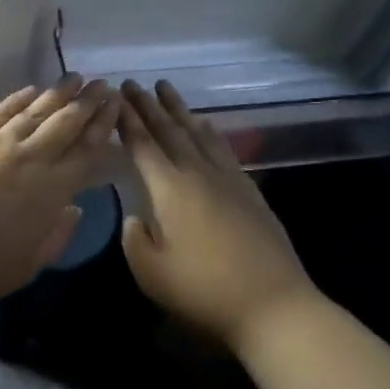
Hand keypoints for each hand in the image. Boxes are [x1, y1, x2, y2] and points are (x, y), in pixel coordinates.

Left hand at [0, 75, 119, 308]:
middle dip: (89, 101)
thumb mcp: (28, 265)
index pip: (87, 149)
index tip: (116, 105)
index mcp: (52, 190)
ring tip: (76, 78)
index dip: (104, 125)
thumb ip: (57, 235)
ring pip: (37, 110)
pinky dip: (19, 98)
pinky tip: (32, 90)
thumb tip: (74, 208)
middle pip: (67, 122)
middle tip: (104, 84)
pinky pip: (1, 111)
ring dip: (59, 93)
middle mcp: (31, 158)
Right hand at [116, 80, 315, 351]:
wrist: (274, 305)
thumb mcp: (151, 274)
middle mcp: (199, 173)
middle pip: (170, 130)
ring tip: (166, 89)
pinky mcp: (250, 191)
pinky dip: (209, 131)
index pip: (143, 145)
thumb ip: (134, 240)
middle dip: (148, 106)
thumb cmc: (204, 291)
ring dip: (179, 110)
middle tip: (133, 83)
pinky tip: (206, 125)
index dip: (127, 120)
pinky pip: (222, 148)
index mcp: (170, 189)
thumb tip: (135, 218)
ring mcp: (228, 179)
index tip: (115, 97)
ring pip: (198, 133)